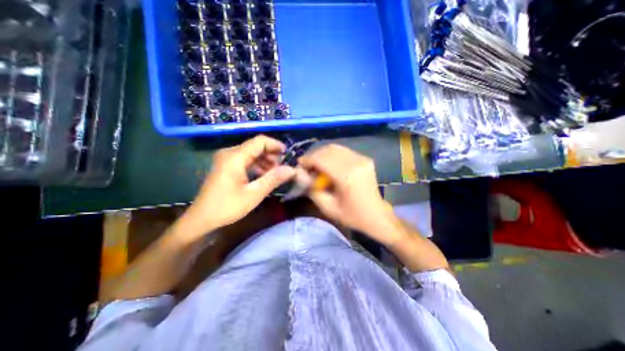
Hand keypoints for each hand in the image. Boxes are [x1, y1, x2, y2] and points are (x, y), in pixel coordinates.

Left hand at [174, 135, 294, 237]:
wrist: (201, 218)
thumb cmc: (227, 207)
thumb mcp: (254, 194)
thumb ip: (273, 179)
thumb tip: (292, 169)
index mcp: (235, 157)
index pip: (260, 141)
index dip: (276, 145)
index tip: (288, 154)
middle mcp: (229, 153)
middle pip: (256, 146)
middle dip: (272, 155)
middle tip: (283, 168)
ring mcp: (226, 159)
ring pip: (251, 153)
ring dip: (265, 161)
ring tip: (275, 173)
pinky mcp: (226, 166)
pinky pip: (245, 160)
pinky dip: (257, 165)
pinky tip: (263, 176)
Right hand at [299, 144, 396, 245]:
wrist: (376, 215)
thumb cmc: (352, 215)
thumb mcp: (328, 207)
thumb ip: (312, 189)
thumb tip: (300, 174)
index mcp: (346, 177)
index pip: (322, 159)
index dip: (308, 159)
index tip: (299, 164)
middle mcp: (355, 163)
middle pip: (328, 150)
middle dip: (314, 156)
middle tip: (307, 165)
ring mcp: (362, 159)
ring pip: (336, 148)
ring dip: (323, 154)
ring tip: (317, 164)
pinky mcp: (365, 159)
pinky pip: (344, 151)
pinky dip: (332, 155)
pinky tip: (329, 164)